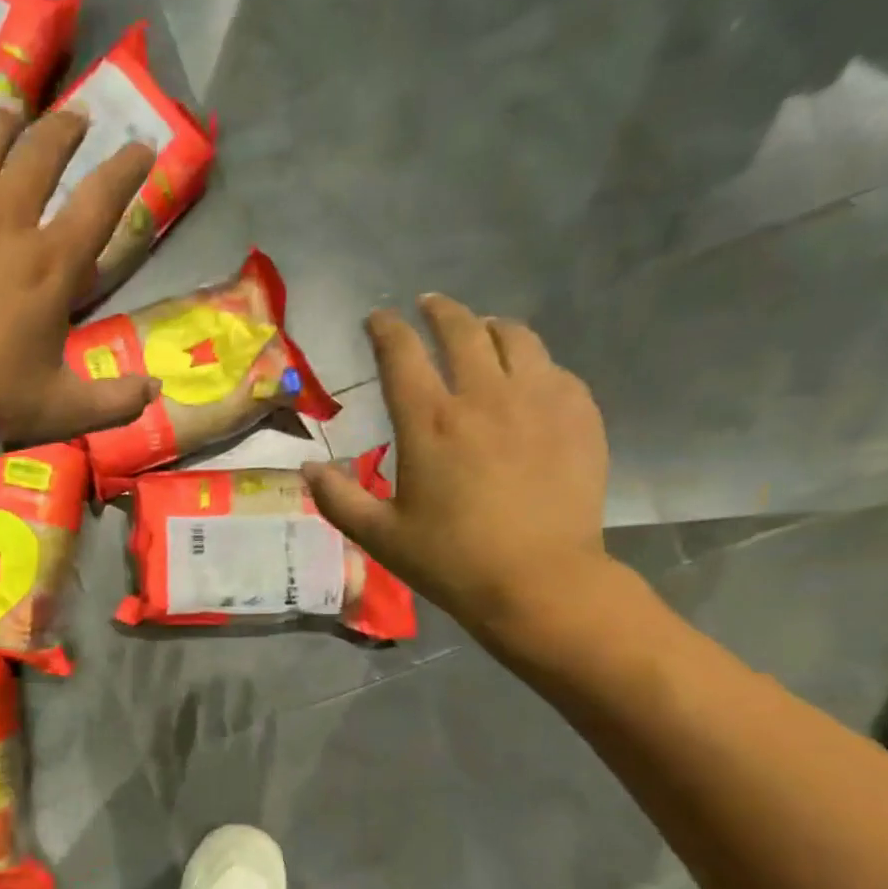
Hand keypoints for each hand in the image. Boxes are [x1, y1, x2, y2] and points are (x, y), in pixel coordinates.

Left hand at [0, 108, 160, 450]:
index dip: (126, 170)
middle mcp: (3, 222)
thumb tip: (155, 392)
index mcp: (51, 264)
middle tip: (75, 117)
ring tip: (8, 111)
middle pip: (38, 156)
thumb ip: (115, 402)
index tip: (141, 148)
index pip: (100, 202)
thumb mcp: (65, 411)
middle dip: (63, 131)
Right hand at [304, 295, 611, 645]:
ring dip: (490, 327)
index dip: (386, 329)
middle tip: (428, 307)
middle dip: (440, 311)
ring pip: (516, 338)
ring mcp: (539, 401)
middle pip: (463, 329)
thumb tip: (308, 468)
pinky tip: (526, 378)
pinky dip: (532, 363)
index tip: (377, 319)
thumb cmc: (450, 560)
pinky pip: (554, 369)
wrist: (539, 581)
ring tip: (481, 331)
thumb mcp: (378, 535)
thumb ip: (337, 498)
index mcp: (429, 423)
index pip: (401, 354)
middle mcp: (484, 397)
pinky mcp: (578, 416)